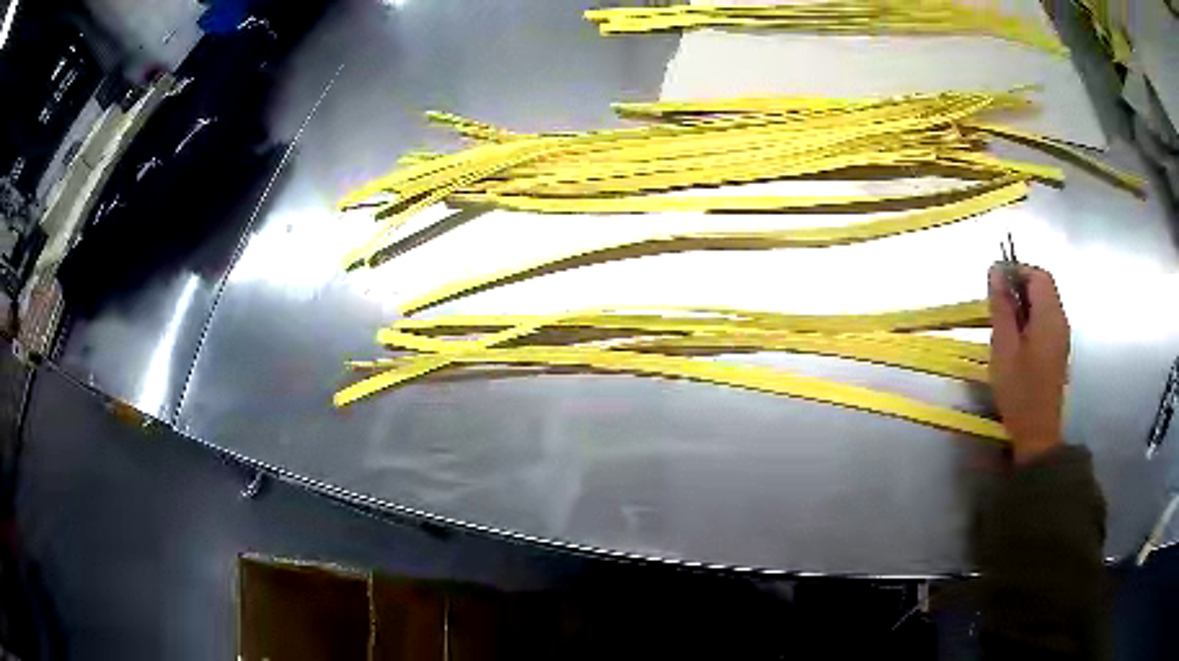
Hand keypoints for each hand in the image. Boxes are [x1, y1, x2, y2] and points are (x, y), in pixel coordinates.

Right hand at [988, 264, 1070, 462]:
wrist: (1037, 433)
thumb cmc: (1019, 391)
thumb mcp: (1004, 347)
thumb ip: (1002, 307)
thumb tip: (996, 270)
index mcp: (1049, 316)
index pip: (1038, 274)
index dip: (1017, 270)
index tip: (996, 282)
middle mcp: (1060, 319)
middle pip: (1044, 285)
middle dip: (1020, 286)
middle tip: (998, 304)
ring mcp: (1062, 335)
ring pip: (1045, 302)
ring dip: (1025, 302)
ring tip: (1005, 323)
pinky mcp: (1059, 348)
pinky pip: (1046, 319)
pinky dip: (1031, 317)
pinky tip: (1018, 338)